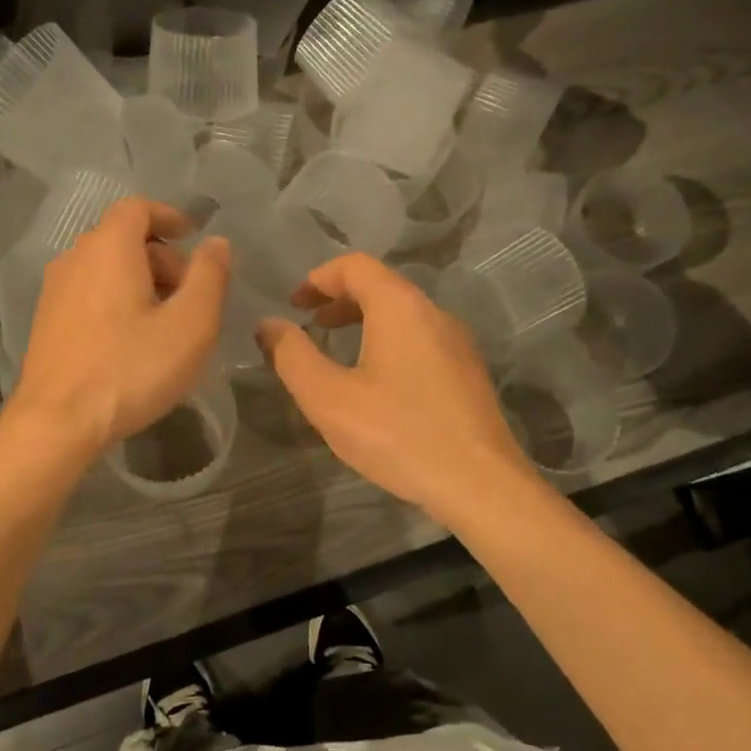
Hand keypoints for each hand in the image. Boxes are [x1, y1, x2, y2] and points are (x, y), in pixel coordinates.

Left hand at [7, 198, 230, 457]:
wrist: (57, 422)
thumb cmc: (131, 368)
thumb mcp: (190, 324)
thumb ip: (209, 276)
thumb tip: (216, 243)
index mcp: (109, 247)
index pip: (138, 208)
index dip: (170, 216)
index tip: (194, 237)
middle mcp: (75, 258)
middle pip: (123, 239)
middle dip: (162, 257)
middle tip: (189, 296)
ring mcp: (54, 291)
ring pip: (105, 268)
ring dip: (140, 282)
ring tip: (165, 323)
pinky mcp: (46, 322)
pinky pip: (89, 294)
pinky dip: (116, 301)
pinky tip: (132, 342)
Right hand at [257, 253, 531, 521]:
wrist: (480, 484)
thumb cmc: (398, 434)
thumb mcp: (329, 398)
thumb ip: (292, 356)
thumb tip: (269, 325)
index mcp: (400, 307)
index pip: (356, 266)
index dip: (319, 277)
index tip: (294, 302)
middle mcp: (434, 313)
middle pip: (382, 286)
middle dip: (340, 299)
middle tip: (310, 323)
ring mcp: (457, 343)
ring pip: (404, 315)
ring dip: (365, 321)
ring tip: (338, 349)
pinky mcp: (468, 373)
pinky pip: (421, 339)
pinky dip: (389, 342)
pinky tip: (376, 382)